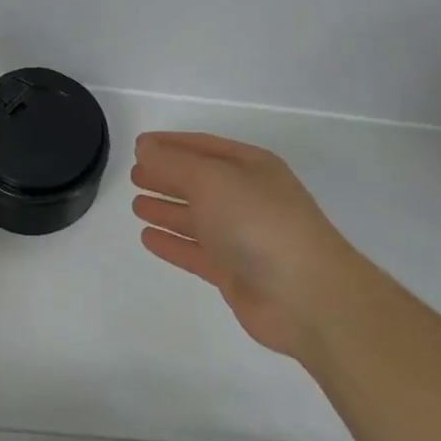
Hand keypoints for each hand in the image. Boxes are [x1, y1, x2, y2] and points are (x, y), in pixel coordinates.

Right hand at [131, 132, 369, 359]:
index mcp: (251, 167)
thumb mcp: (211, 179)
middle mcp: (247, 197)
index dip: (170, 144)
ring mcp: (242, 237)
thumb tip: (144, 148)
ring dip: (167, 209)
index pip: (203, 146)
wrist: (306, 296)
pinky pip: (196, 251)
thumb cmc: (258, 221)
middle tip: (134, 175)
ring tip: (136, 205)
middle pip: (199, 181)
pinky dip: (172, 243)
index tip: (138, 146)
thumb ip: (173, 163)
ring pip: (197, 217)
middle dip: (167, 176)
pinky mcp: (235, 273)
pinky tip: (148, 238)